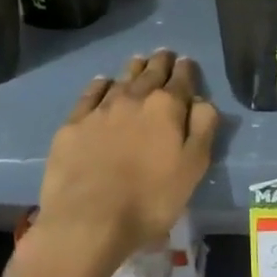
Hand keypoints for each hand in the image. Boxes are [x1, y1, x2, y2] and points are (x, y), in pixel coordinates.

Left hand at [32, 50, 218, 272]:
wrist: (87, 221)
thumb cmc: (150, 199)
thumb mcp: (193, 168)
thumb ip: (202, 128)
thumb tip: (202, 99)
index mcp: (167, 107)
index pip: (182, 79)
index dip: (186, 69)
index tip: (187, 63)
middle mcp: (134, 98)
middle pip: (151, 73)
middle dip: (161, 62)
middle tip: (165, 55)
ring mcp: (100, 109)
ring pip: (122, 79)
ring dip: (134, 69)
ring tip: (139, 62)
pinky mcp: (73, 125)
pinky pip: (91, 94)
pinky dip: (101, 84)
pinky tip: (104, 82)